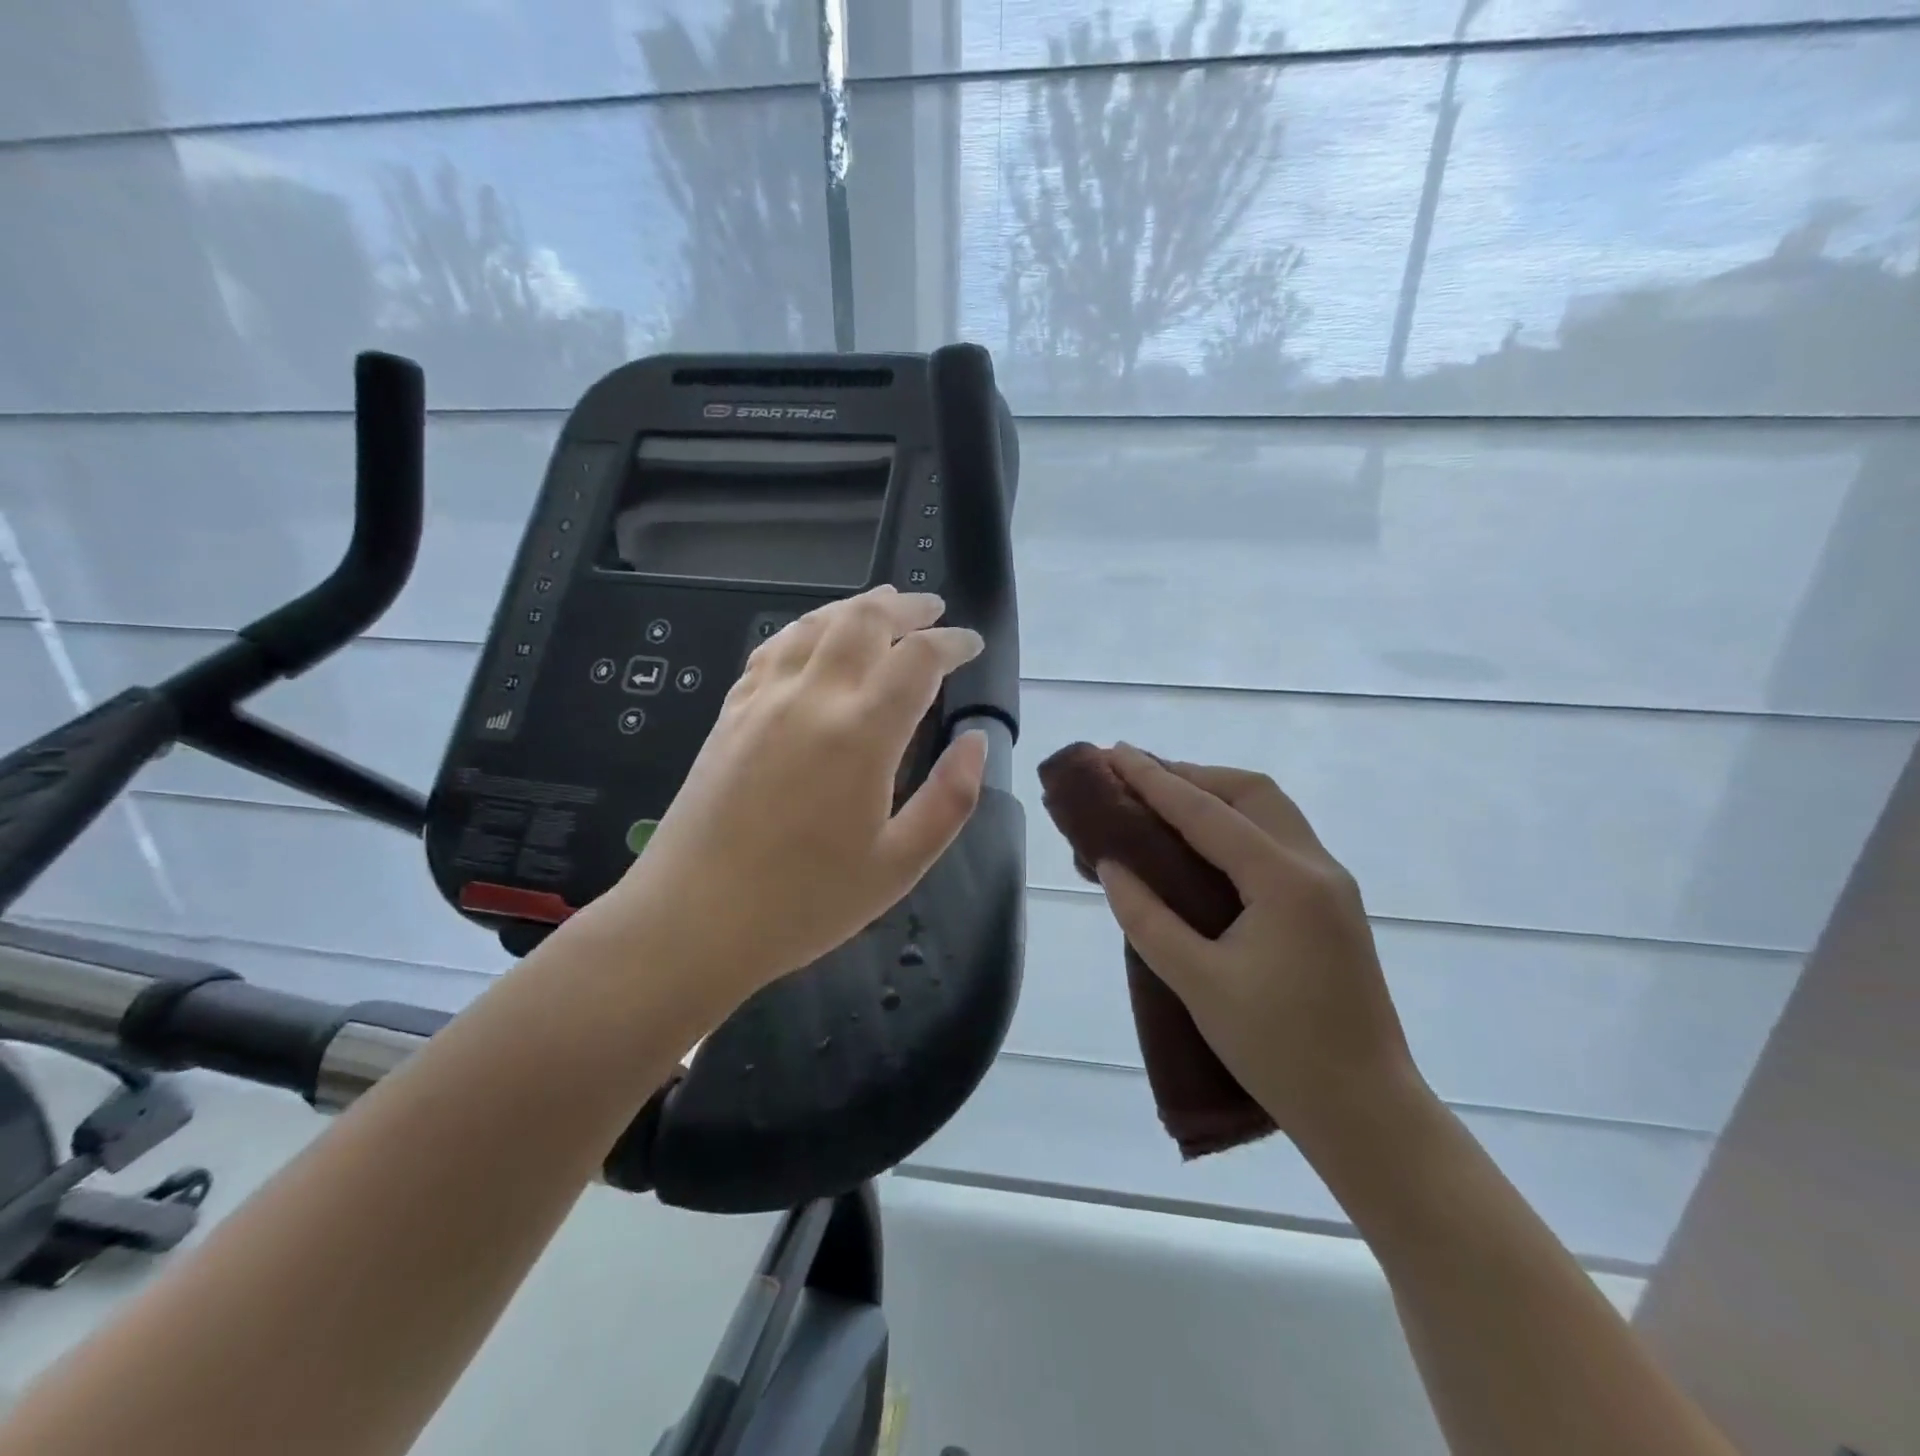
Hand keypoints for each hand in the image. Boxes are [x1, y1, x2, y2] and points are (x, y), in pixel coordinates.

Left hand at [605, 586, 988, 1003]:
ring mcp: (763, 699)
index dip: (952, 642)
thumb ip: (950, 798)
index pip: (918, 658)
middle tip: (931, 609)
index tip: (971, 644)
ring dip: (855, 608)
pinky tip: (814, 637)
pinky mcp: (731, 712)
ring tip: (882, 606)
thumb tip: (976, 741)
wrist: (693, 920)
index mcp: (862, 733)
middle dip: (904, 607)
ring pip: (814, 623)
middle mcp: (812, 697)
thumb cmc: (806, 902)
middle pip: (863, 621)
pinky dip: (806, 628)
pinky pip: (773, 647)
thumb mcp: (899, 865)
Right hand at [1095, 744, 1421, 1140]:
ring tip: (1162, 799)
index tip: (1113, 753)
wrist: (1369, 1114)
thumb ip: (1147, 918)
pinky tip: (1203, 845)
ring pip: (1269, 812)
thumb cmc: (1280, 1051)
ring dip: (1215, 795)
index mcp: (1284, 880)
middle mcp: (1315, 866)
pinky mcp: (1331, 906)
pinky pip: (1277, 841)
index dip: (1154, 780)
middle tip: (1135, 775)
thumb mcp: (1198, 983)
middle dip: (1190, 774)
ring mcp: (1330, 885)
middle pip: (1249, 792)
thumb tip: (1110, 865)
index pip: (1206, 812)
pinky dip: (1235, 824)